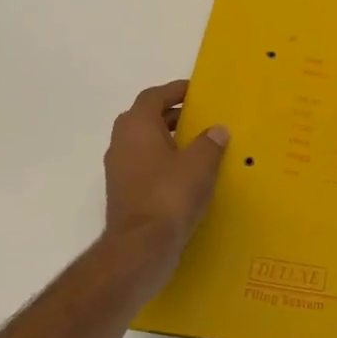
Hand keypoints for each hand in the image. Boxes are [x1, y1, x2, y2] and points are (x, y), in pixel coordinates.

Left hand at [102, 81, 228, 281]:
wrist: (142, 247)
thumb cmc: (170, 195)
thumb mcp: (199, 164)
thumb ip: (209, 142)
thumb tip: (217, 130)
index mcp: (137, 127)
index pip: (153, 97)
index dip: (174, 90)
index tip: (195, 90)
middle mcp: (122, 143)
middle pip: (145, 118)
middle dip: (170, 115)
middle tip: (198, 117)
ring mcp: (119, 170)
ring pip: (143, 144)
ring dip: (166, 140)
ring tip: (197, 146)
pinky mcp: (124, 193)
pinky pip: (144, 167)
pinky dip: (163, 163)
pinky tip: (186, 175)